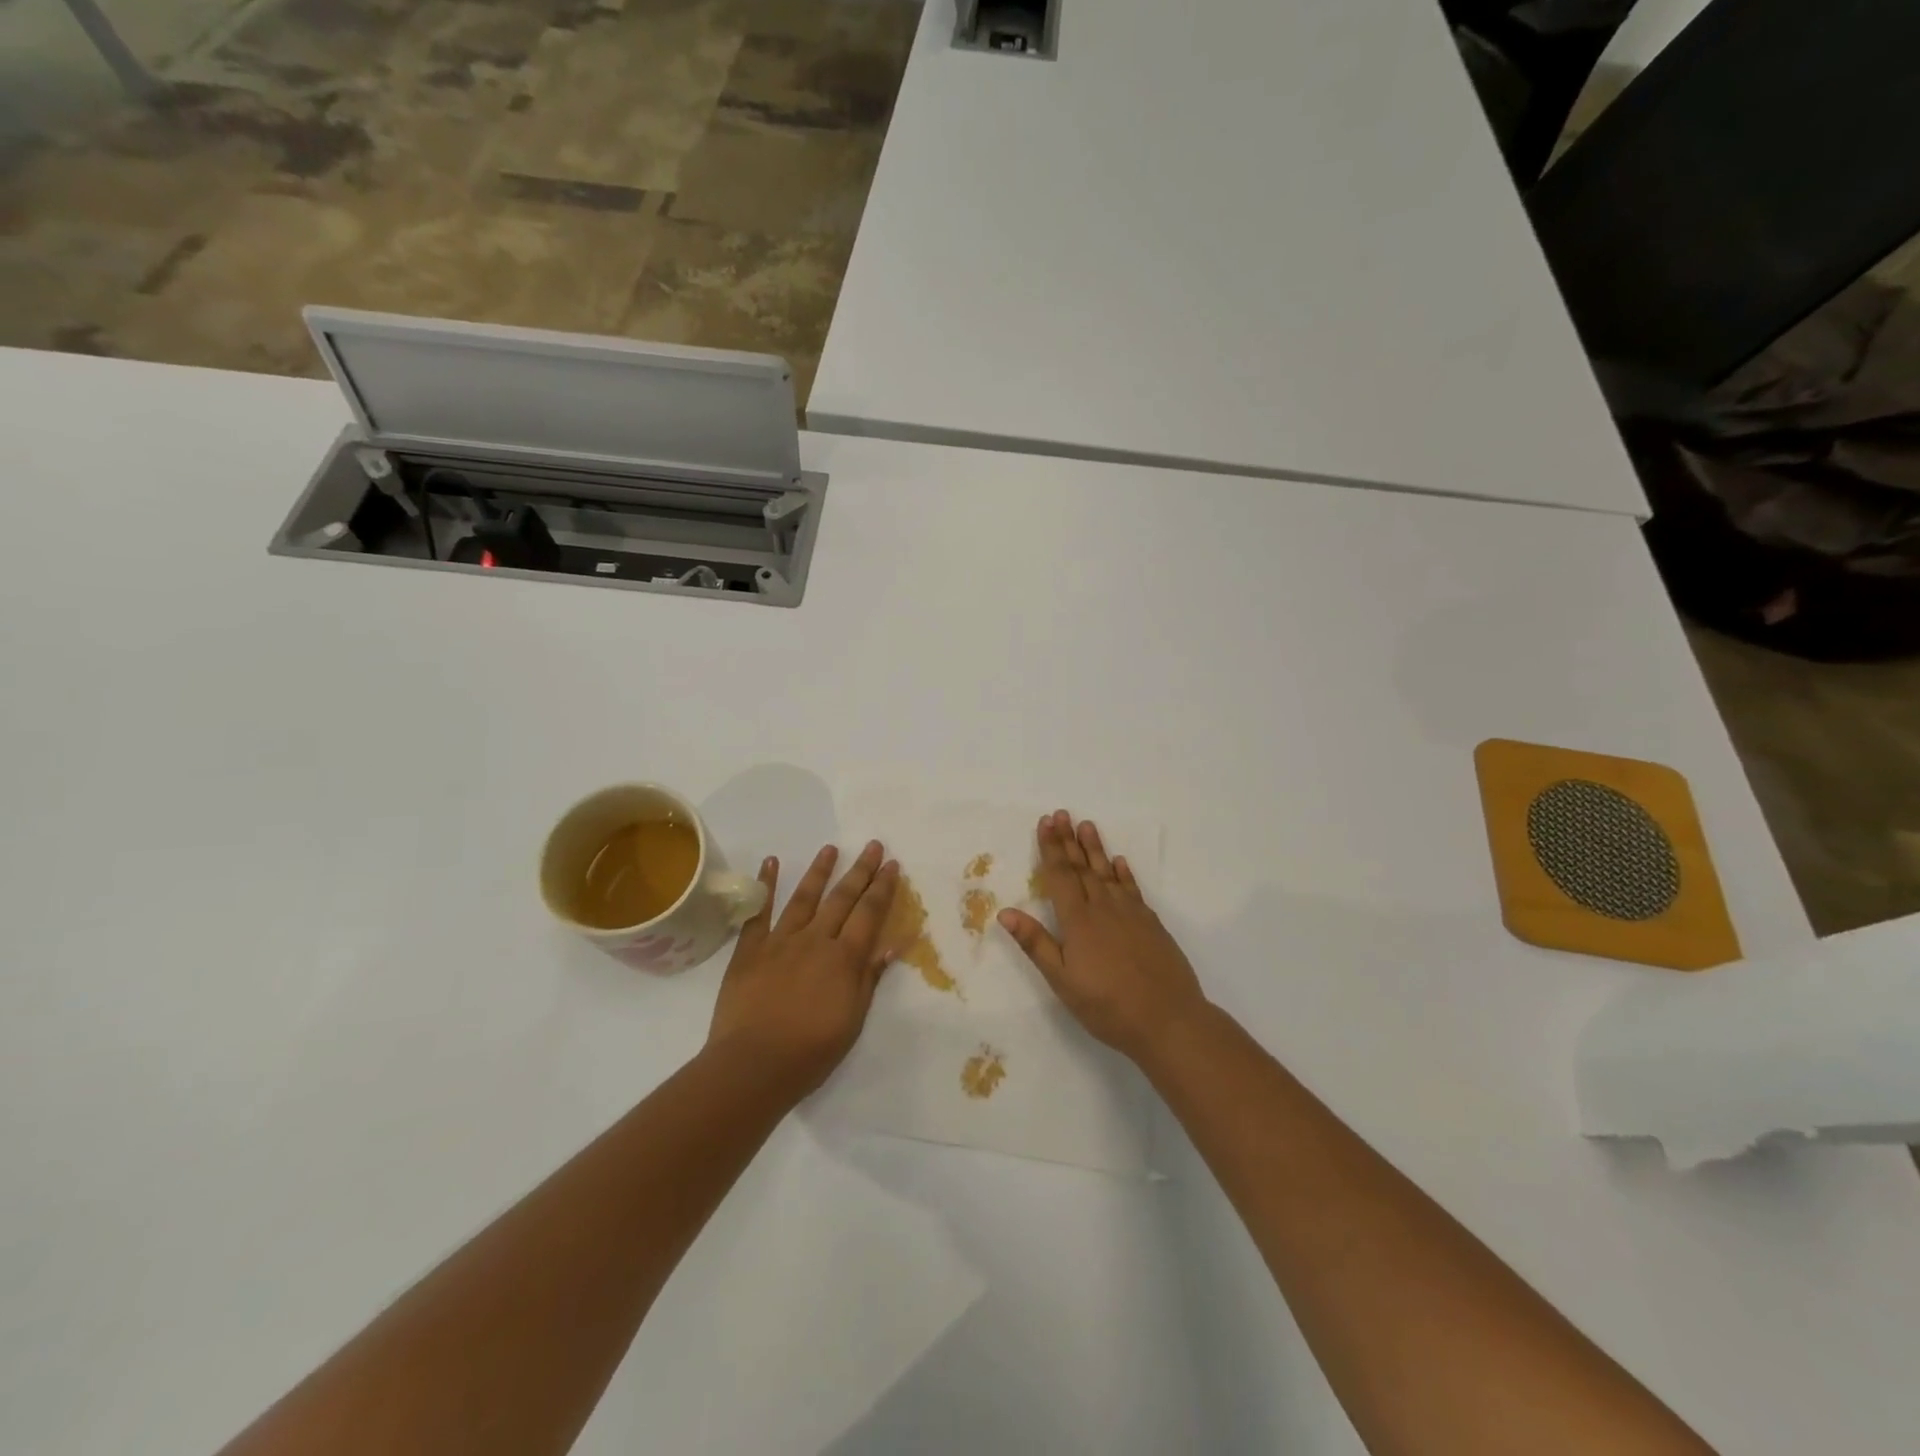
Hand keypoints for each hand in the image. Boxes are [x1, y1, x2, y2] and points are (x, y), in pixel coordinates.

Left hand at [707, 840, 899, 1096]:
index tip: (892, 864)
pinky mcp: (749, 950)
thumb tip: (891, 945)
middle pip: (842, 898)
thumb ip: (869, 979)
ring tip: (830, 848)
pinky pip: (759, 912)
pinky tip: (771, 863)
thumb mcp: (852, 1020)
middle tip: (872, 844)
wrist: (753, 1064)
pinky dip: (766, 885)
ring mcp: (780, 941)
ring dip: (819, 871)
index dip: (882, 887)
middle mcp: (815, 940)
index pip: (869, 913)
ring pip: (804, 897)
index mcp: (843, 958)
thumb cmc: (810, 1051)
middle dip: (860, 870)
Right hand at [999, 810, 1209, 1066]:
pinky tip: (1119, 862)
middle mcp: (1103, 908)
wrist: (1168, 1019)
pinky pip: (1132, 889)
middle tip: (1061, 813)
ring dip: (1095, 848)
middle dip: (1069, 840)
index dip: (1051, 848)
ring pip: (1107, 872)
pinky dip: (1124, 873)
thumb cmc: (1107, 1005)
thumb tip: (1005, 911)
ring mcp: (1130, 913)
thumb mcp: (1062, 980)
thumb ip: (1036, 943)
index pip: (1060, 875)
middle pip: (1082, 867)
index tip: (1045, 822)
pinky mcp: (1151, 924)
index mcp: (1078, 920)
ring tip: (1087, 825)